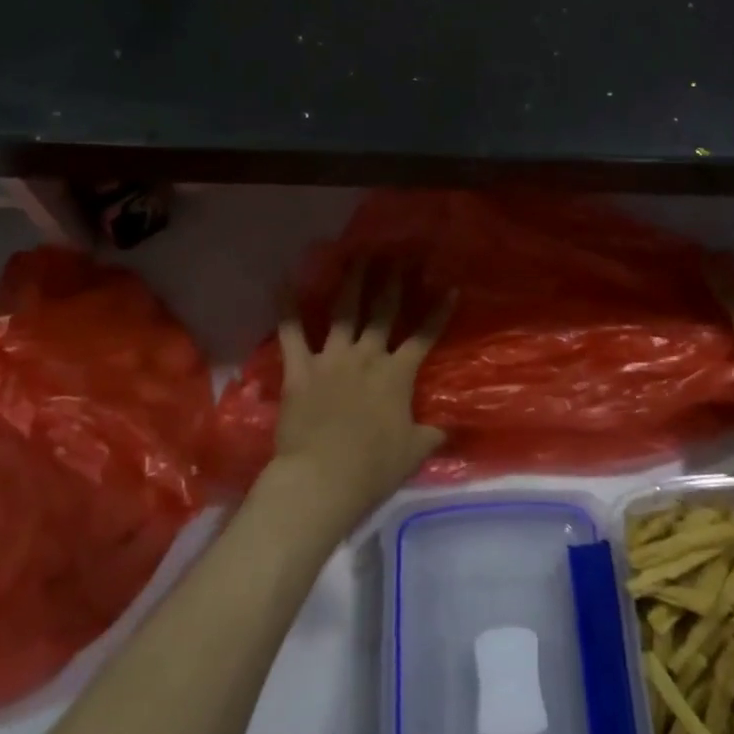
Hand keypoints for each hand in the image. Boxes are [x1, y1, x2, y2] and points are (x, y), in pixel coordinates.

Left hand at [265, 266, 452, 535]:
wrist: (322, 479)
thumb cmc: (372, 469)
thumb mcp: (413, 453)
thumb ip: (431, 435)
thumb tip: (448, 430)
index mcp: (397, 375)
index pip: (424, 336)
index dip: (438, 312)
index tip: (449, 287)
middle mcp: (367, 357)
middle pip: (383, 311)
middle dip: (393, 280)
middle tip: (398, 254)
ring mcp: (332, 359)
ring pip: (344, 311)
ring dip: (352, 281)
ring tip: (358, 255)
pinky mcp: (300, 370)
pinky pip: (291, 334)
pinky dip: (286, 308)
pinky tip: (284, 281)